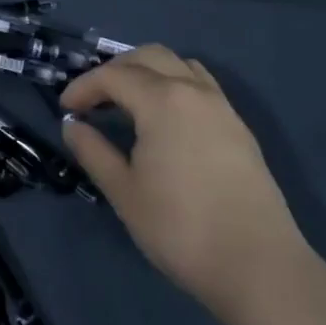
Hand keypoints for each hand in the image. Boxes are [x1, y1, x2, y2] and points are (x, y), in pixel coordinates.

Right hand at [60, 45, 310, 321]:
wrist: (260, 268)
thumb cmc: (181, 228)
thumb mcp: (124, 193)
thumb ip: (93, 151)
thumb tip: (72, 125)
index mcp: (162, 99)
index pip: (112, 75)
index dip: (83, 87)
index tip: (65, 108)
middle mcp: (193, 90)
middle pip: (147, 56)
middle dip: (114, 70)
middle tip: (93, 99)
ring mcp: (221, 106)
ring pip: (178, 64)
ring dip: (147, 71)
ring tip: (128, 101)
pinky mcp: (239, 127)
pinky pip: (201, 84)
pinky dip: (174, 84)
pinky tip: (166, 118)